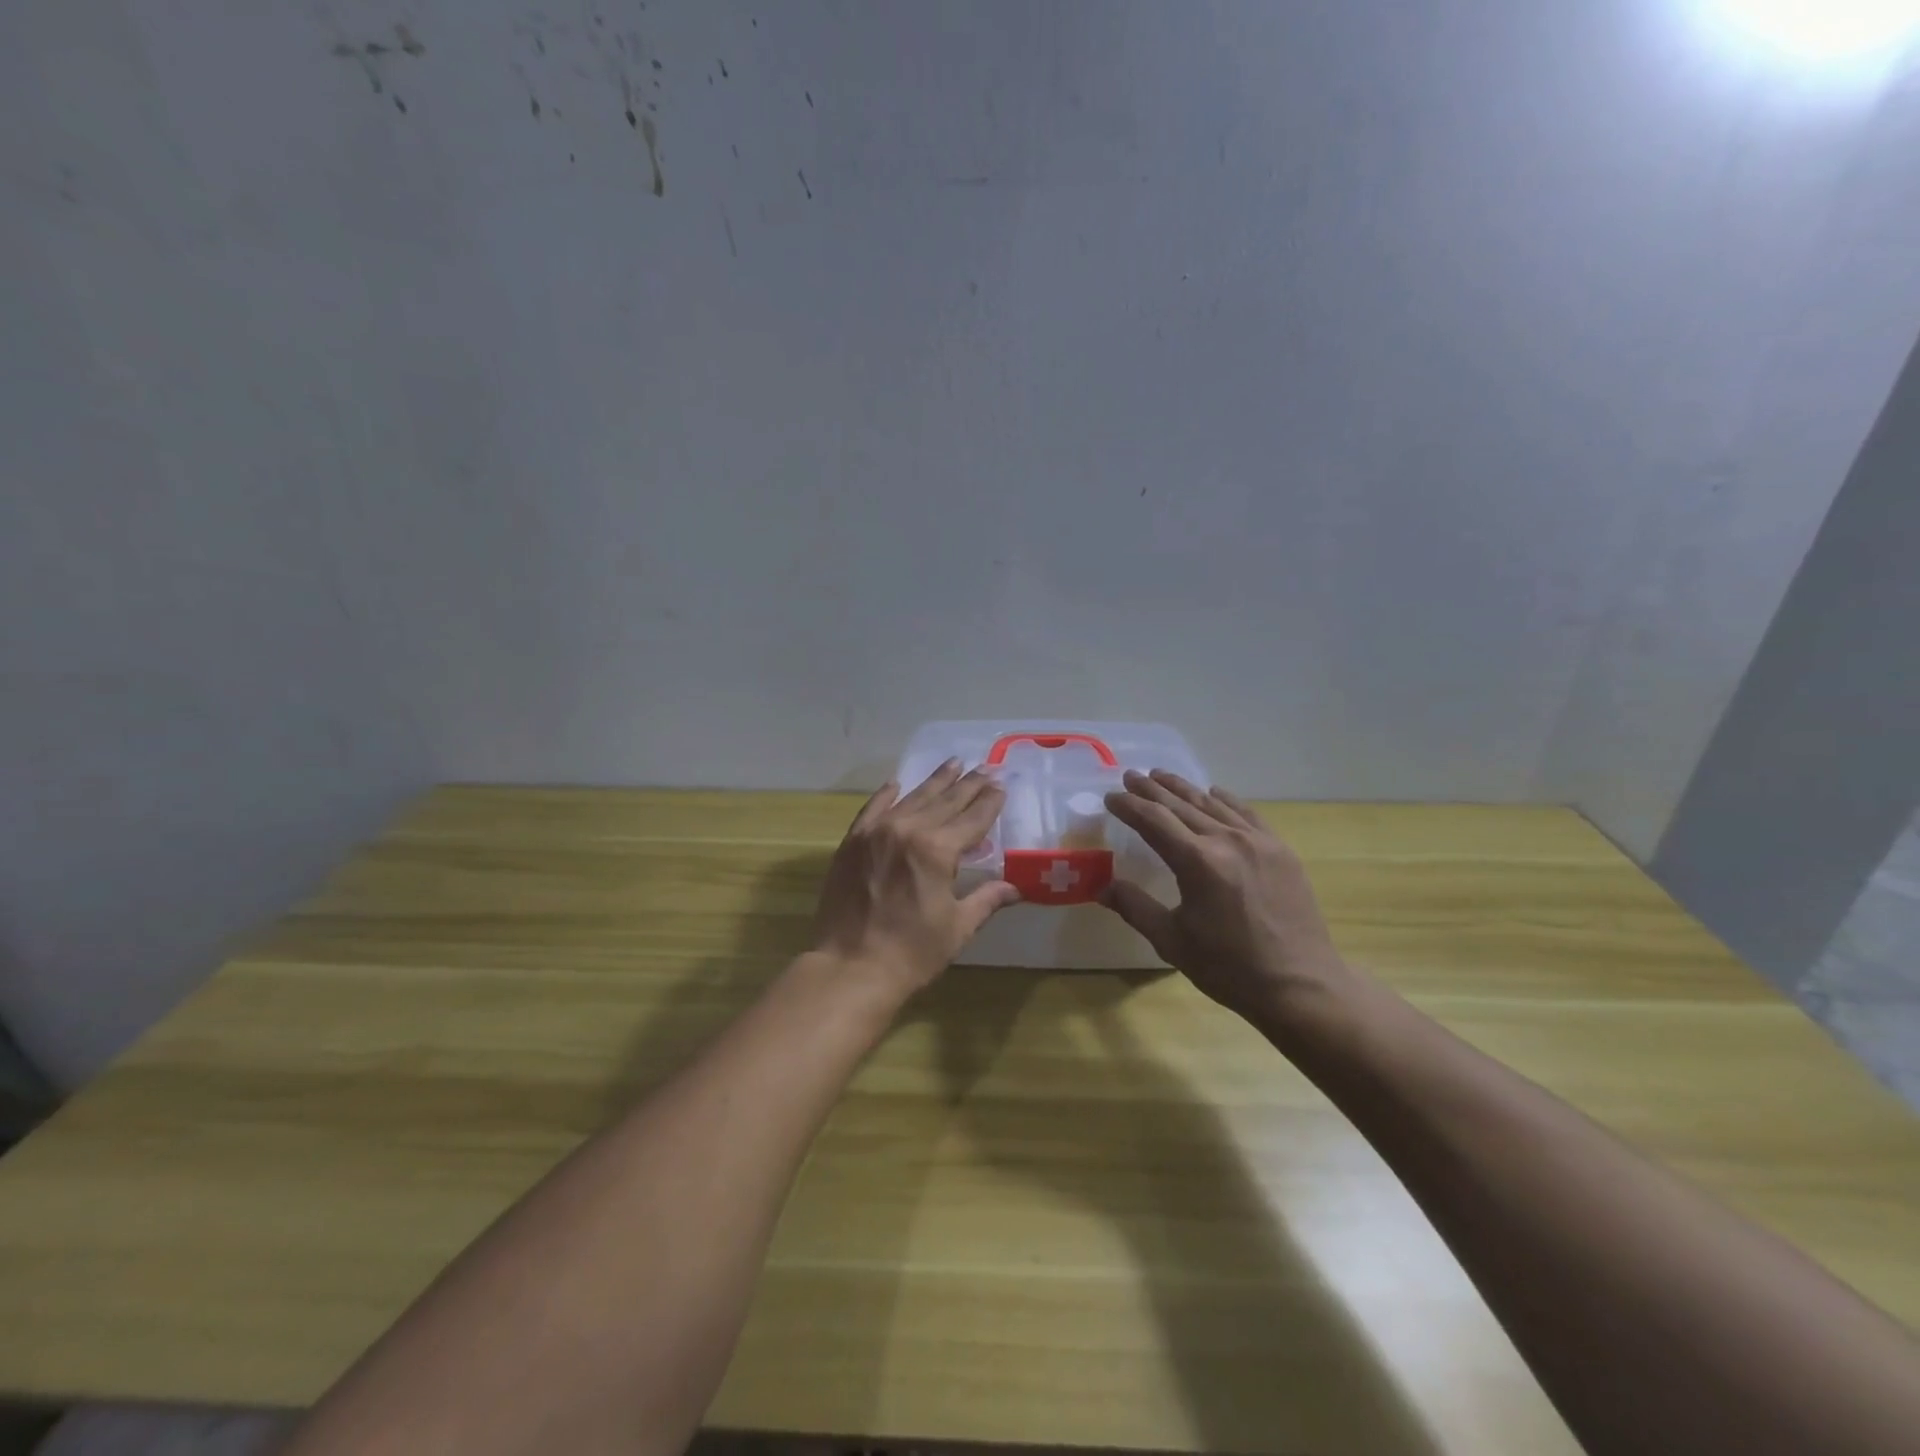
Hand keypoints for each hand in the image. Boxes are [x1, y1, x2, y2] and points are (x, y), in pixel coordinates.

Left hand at [812, 760, 1021, 993]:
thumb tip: (1016, 888)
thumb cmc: (911, 953)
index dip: (989, 802)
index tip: (1000, 785)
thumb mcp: (957, 927)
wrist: (850, 968)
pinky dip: (887, 794)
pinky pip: (873, 808)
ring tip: (953, 763)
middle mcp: (908, 830)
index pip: (972, 819)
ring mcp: (876, 832)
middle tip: (985, 766)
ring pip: (912, 798)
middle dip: (968, 784)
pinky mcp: (852, 841)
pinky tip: (897, 783)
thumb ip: (986, 900)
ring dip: (935, 781)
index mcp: (937, 850)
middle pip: (945, 801)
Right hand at [1101, 770, 1346, 1023]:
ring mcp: (1258, 842)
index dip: (1129, 806)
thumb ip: (1135, 907)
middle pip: (1181, 805)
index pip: (1153, 820)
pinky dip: (1225, 800)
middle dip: (1151, 790)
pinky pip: (1247, 813)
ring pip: (1213, 804)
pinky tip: (1214, 793)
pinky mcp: (1281, 851)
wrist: (1301, 986)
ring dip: (1184, 789)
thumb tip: (1102, 888)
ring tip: (1162, 776)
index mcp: (1197, 861)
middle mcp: (1227, 840)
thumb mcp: (1172, 941)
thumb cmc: (1229, 968)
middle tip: (1130, 776)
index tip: (1110, 797)